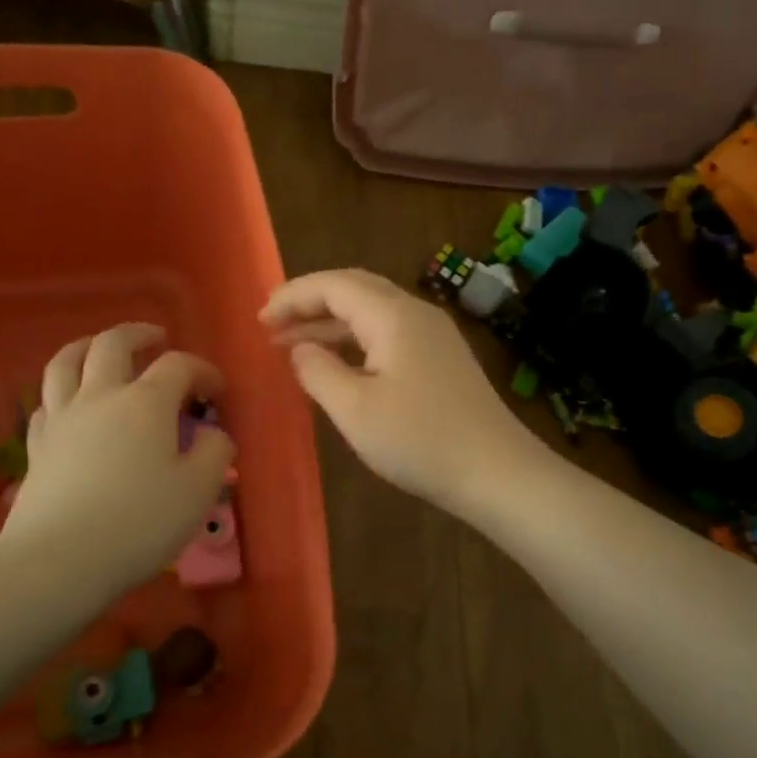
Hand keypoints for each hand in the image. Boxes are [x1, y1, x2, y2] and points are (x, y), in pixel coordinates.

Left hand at [1, 323, 234, 598]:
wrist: (59, 560)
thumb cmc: (139, 522)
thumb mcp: (199, 490)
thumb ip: (215, 453)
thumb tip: (212, 434)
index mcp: (146, 402)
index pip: (179, 365)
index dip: (203, 370)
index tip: (218, 391)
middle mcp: (100, 397)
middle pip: (113, 345)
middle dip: (139, 334)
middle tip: (157, 338)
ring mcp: (62, 419)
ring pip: (65, 362)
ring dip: (87, 346)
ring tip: (100, 348)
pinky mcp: (36, 447)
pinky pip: (46, 404)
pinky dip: (62, 393)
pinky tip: (70, 405)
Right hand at [260, 270, 543, 514]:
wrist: (497, 472)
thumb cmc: (420, 440)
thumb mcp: (354, 410)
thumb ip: (317, 372)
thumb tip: (299, 349)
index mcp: (393, 315)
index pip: (333, 285)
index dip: (292, 296)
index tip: (259, 320)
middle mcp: (416, 312)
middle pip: (354, 289)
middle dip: (309, 302)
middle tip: (272, 326)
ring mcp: (434, 335)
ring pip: (372, 311)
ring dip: (331, 323)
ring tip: (293, 345)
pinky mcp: (442, 358)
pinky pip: (388, 332)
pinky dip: (355, 340)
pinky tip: (338, 364)